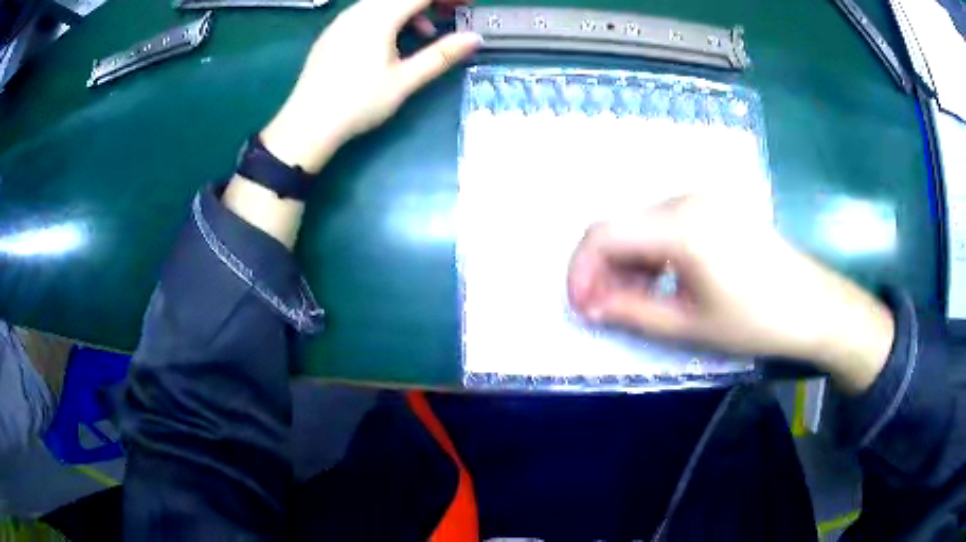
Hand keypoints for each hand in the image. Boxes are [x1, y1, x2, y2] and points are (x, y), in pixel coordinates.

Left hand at [261, 0, 481, 172]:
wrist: (306, 124)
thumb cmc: (358, 103)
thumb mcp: (404, 81)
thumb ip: (441, 55)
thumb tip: (475, 38)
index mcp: (378, 18)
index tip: (468, 4)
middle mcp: (358, 11)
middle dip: (431, 1)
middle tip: (452, 13)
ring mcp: (342, 20)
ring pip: (383, 2)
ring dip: (410, 9)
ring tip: (425, 34)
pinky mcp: (333, 32)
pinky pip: (366, 11)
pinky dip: (389, 16)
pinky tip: (391, 41)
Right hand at [567, 195, 894, 392]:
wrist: (813, 305)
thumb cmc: (756, 320)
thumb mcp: (689, 325)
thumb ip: (631, 312)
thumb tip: (589, 306)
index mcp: (681, 224)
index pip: (604, 232)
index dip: (581, 270)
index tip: (581, 306)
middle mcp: (686, 199)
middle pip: (621, 225)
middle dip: (604, 269)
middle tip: (606, 310)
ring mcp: (703, 199)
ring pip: (642, 225)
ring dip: (628, 263)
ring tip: (636, 301)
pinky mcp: (715, 207)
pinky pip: (666, 225)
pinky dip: (653, 254)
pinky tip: (663, 281)